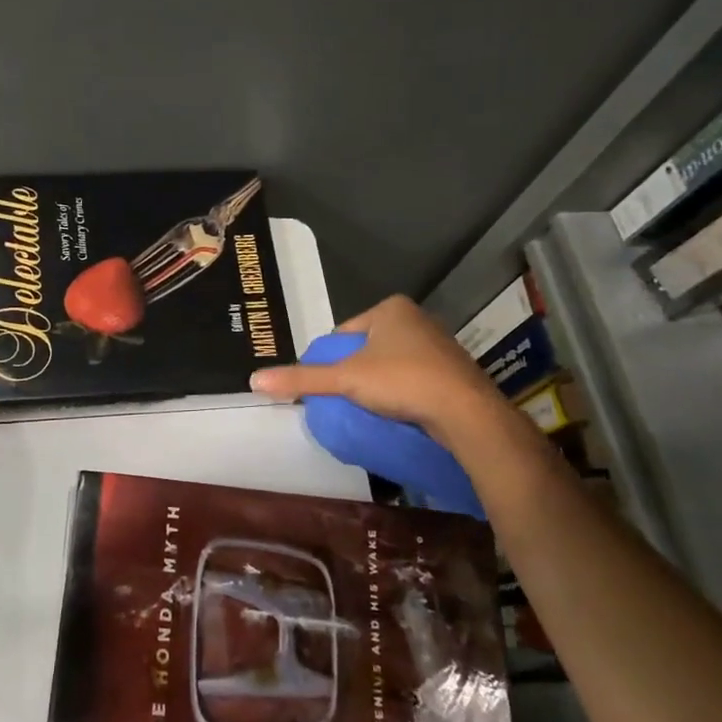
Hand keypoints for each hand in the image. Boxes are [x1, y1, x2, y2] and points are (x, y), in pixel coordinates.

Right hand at [249, 295, 497, 435]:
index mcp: (391, 309)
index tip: (325, 386)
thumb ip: (302, 379)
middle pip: (366, 348)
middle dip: (354, 372)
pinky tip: (395, 413)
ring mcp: (439, 345)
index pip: (343, 333)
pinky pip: (413, 379)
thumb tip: (254, 380)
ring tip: (367, 410)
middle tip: (343, 400)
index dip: (329, 360)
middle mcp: (418, 319)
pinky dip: (401, 394)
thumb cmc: (403, 381)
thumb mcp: (346, 379)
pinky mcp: (453, 372)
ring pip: (391, 365)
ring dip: (378, 384)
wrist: (466, 413)